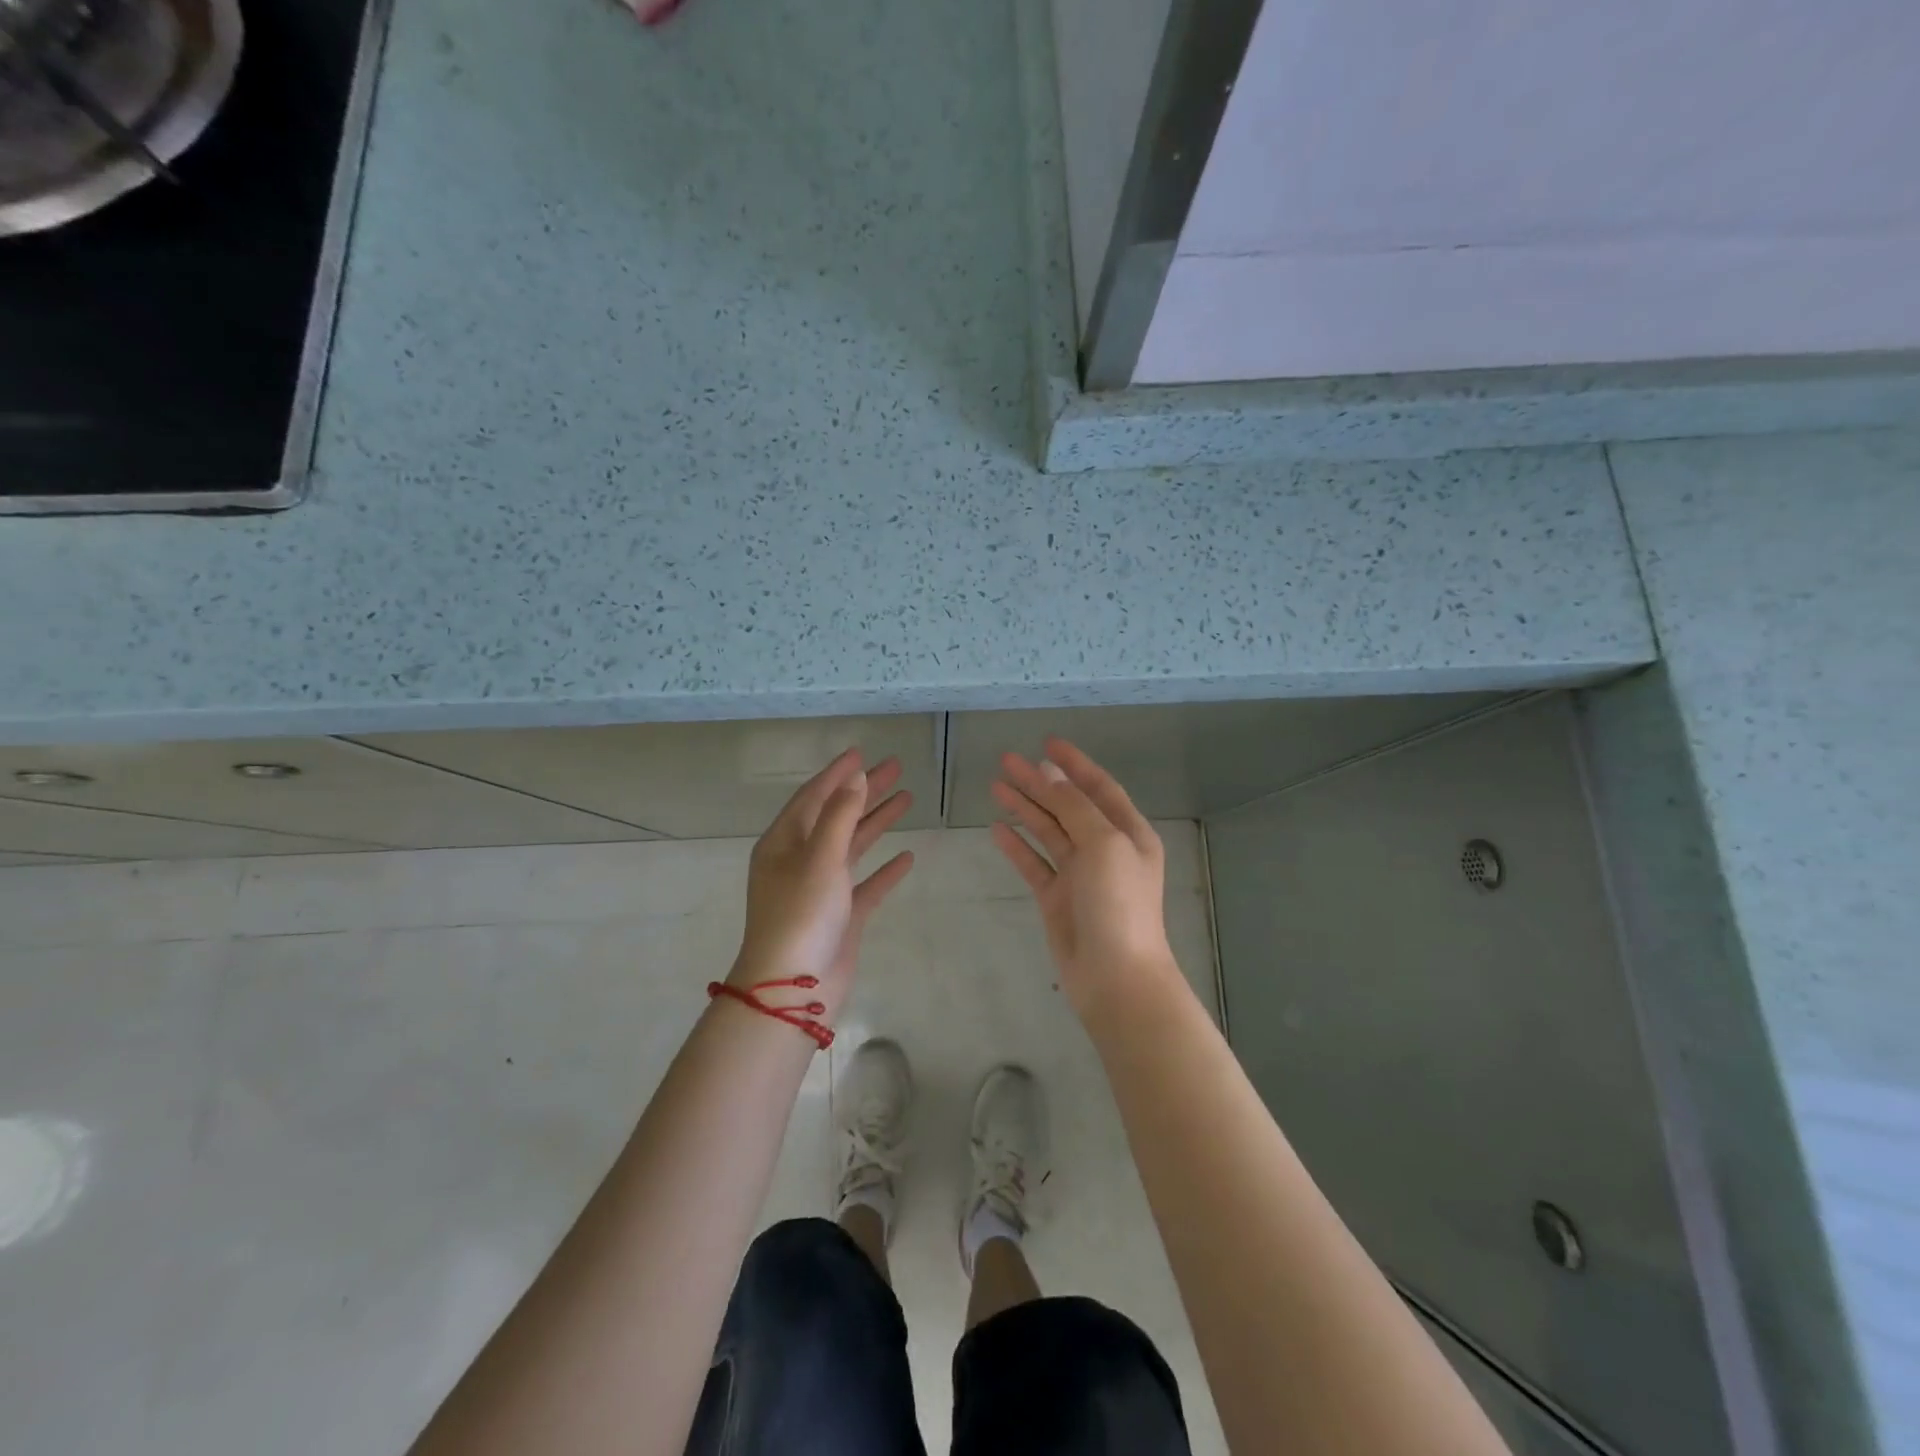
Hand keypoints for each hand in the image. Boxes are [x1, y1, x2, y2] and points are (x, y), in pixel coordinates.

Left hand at [730, 748, 915, 1016]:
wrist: (793, 989)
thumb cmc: (800, 915)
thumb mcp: (819, 858)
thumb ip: (840, 815)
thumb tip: (856, 777)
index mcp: (784, 843)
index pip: (813, 796)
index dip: (838, 774)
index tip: (862, 751)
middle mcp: (800, 861)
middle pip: (837, 816)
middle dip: (865, 792)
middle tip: (896, 768)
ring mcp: (821, 889)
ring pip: (853, 846)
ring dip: (877, 822)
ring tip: (908, 799)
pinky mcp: (841, 915)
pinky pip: (866, 884)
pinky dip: (885, 870)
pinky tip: (908, 857)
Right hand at [990, 736, 1179, 1019]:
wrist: (1115, 976)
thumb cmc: (1118, 903)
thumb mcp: (1104, 844)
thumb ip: (1075, 807)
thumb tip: (1051, 775)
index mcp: (1128, 833)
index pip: (1099, 787)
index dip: (1074, 764)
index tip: (1047, 742)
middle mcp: (1105, 849)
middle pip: (1067, 806)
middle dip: (1039, 782)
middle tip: (1006, 760)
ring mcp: (1080, 874)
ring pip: (1048, 832)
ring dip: (1024, 808)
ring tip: (995, 785)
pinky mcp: (1057, 898)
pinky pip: (1034, 863)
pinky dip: (1017, 846)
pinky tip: (997, 829)